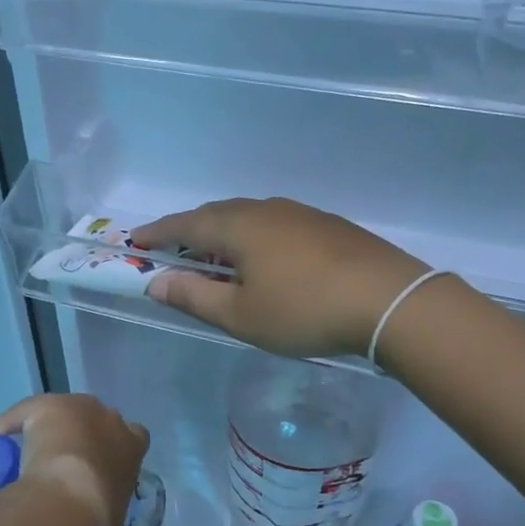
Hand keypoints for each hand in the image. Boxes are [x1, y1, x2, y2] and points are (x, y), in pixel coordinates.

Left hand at [0, 393, 149, 525]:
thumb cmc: (98, 520)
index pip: (134, 438)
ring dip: (50, 430)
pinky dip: (8, 425)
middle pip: (99, 420)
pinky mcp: (47, 405)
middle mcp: (111, 420)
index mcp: (133, 448)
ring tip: (27, 456)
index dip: (114, 451)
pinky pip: (24, 414)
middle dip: (84, 438)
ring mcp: (79, 408)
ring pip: (64, 413)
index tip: (99, 468)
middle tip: (63, 464)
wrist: (69, 499)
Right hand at [131, 198, 429, 358]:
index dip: (157, 232)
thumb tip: (157, 283)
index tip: (135, 241)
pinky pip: (274, 225)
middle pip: (215, 215)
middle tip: (172, 251)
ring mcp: (299, 213)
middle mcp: (265, 209)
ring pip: (247, 218)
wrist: (389, 300)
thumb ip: (194, 297)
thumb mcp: (241, 316)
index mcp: (237, 226)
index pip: (184, 224)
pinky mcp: (326, 225)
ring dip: (223, 234)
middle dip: (189, 231)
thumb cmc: (304, 310)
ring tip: (215, 258)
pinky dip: (253, 238)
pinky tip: (263, 260)